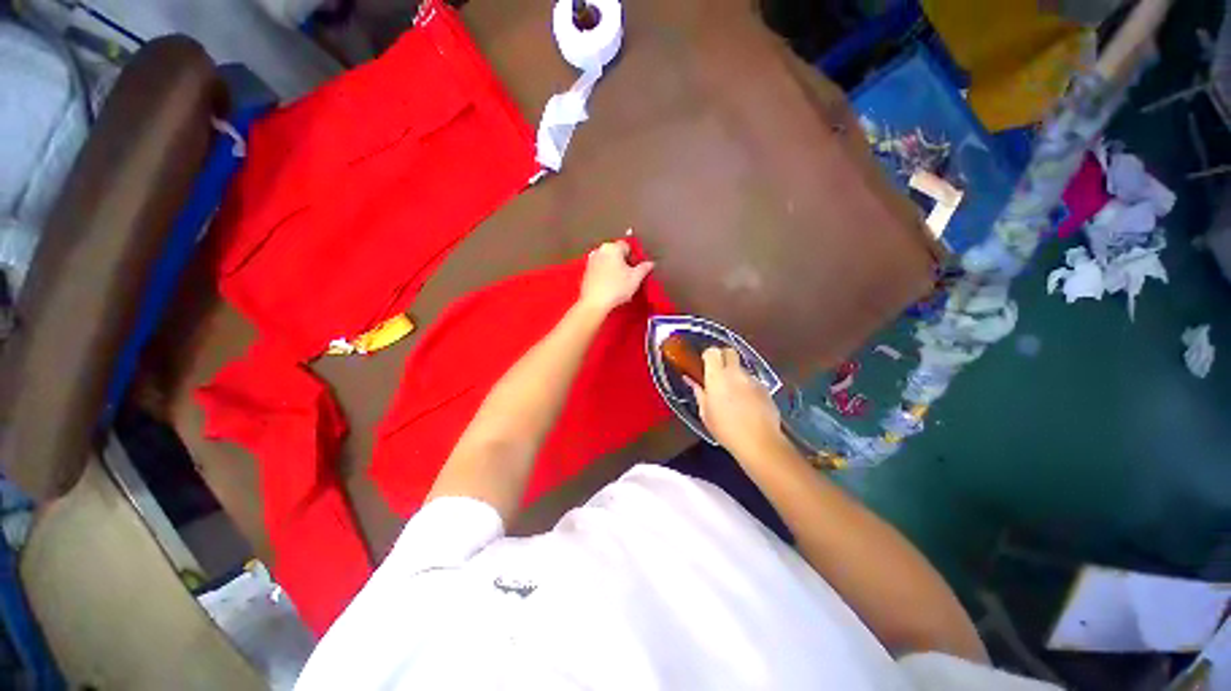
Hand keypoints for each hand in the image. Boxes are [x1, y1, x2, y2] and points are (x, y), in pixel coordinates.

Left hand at [578, 239, 654, 313]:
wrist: (594, 303)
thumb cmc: (616, 288)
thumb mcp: (636, 278)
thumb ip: (644, 268)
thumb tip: (650, 263)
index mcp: (612, 248)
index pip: (627, 246)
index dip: (633, 257)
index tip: (635, 269)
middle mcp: (599, 250)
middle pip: (616, 253)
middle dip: (623, 263)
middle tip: (629, 277)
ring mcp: (591, 261)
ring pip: (607, 262)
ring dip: (614, 269)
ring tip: (619, 284)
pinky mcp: (586, 272)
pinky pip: (600, 270)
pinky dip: (605, 275)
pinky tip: (609, 287)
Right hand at [686, 347, 785, 456]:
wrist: (759, 442)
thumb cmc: (725, 429)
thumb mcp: (705, 413)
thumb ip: (699, 393)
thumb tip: (691, 381)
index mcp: (717, 377)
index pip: (713, 351)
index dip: (708, 355)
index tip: (705, 363)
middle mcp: (735, 373)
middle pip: (730, 351)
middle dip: (723, 357)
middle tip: (718, 372)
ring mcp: (752, 379)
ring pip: (741, 368)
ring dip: (735, 375)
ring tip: (733, 395)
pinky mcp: (765, 388)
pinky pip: (752, 381)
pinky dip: (747, 387)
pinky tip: (746, 404)